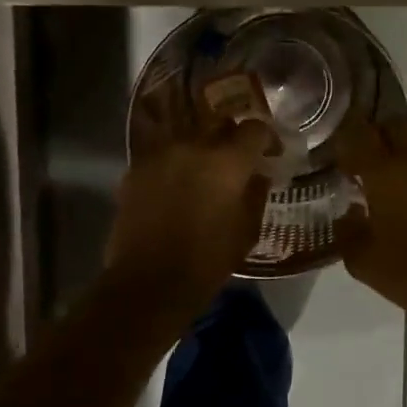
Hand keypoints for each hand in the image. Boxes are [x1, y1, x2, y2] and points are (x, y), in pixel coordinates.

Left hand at [103, 114, 273, 318]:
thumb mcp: (247, 231)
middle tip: (236, 160)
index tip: (270, 153)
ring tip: (203, 172)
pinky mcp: (135, 170)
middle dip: (231, 137)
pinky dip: (174, 165)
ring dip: (200, 149)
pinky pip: (162, 155)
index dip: (266, 138)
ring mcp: (160, 155)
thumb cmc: (207, 261)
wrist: (148, 283)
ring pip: (187, 137)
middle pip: (218, 124)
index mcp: (228, 161)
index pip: (254, 129)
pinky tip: (176, 187)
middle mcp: (193, 146)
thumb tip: (258, 176)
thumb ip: (256, 194)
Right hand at [333, 117, 406, 322]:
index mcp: (385, 172)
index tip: (341, 152)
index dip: (347, 136)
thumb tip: (349, 213)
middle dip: (380, 136)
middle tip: (370, 161)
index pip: (360, 132)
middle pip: (395, 126)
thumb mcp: (363, 262)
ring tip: (402, 186)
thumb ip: (348, 230)